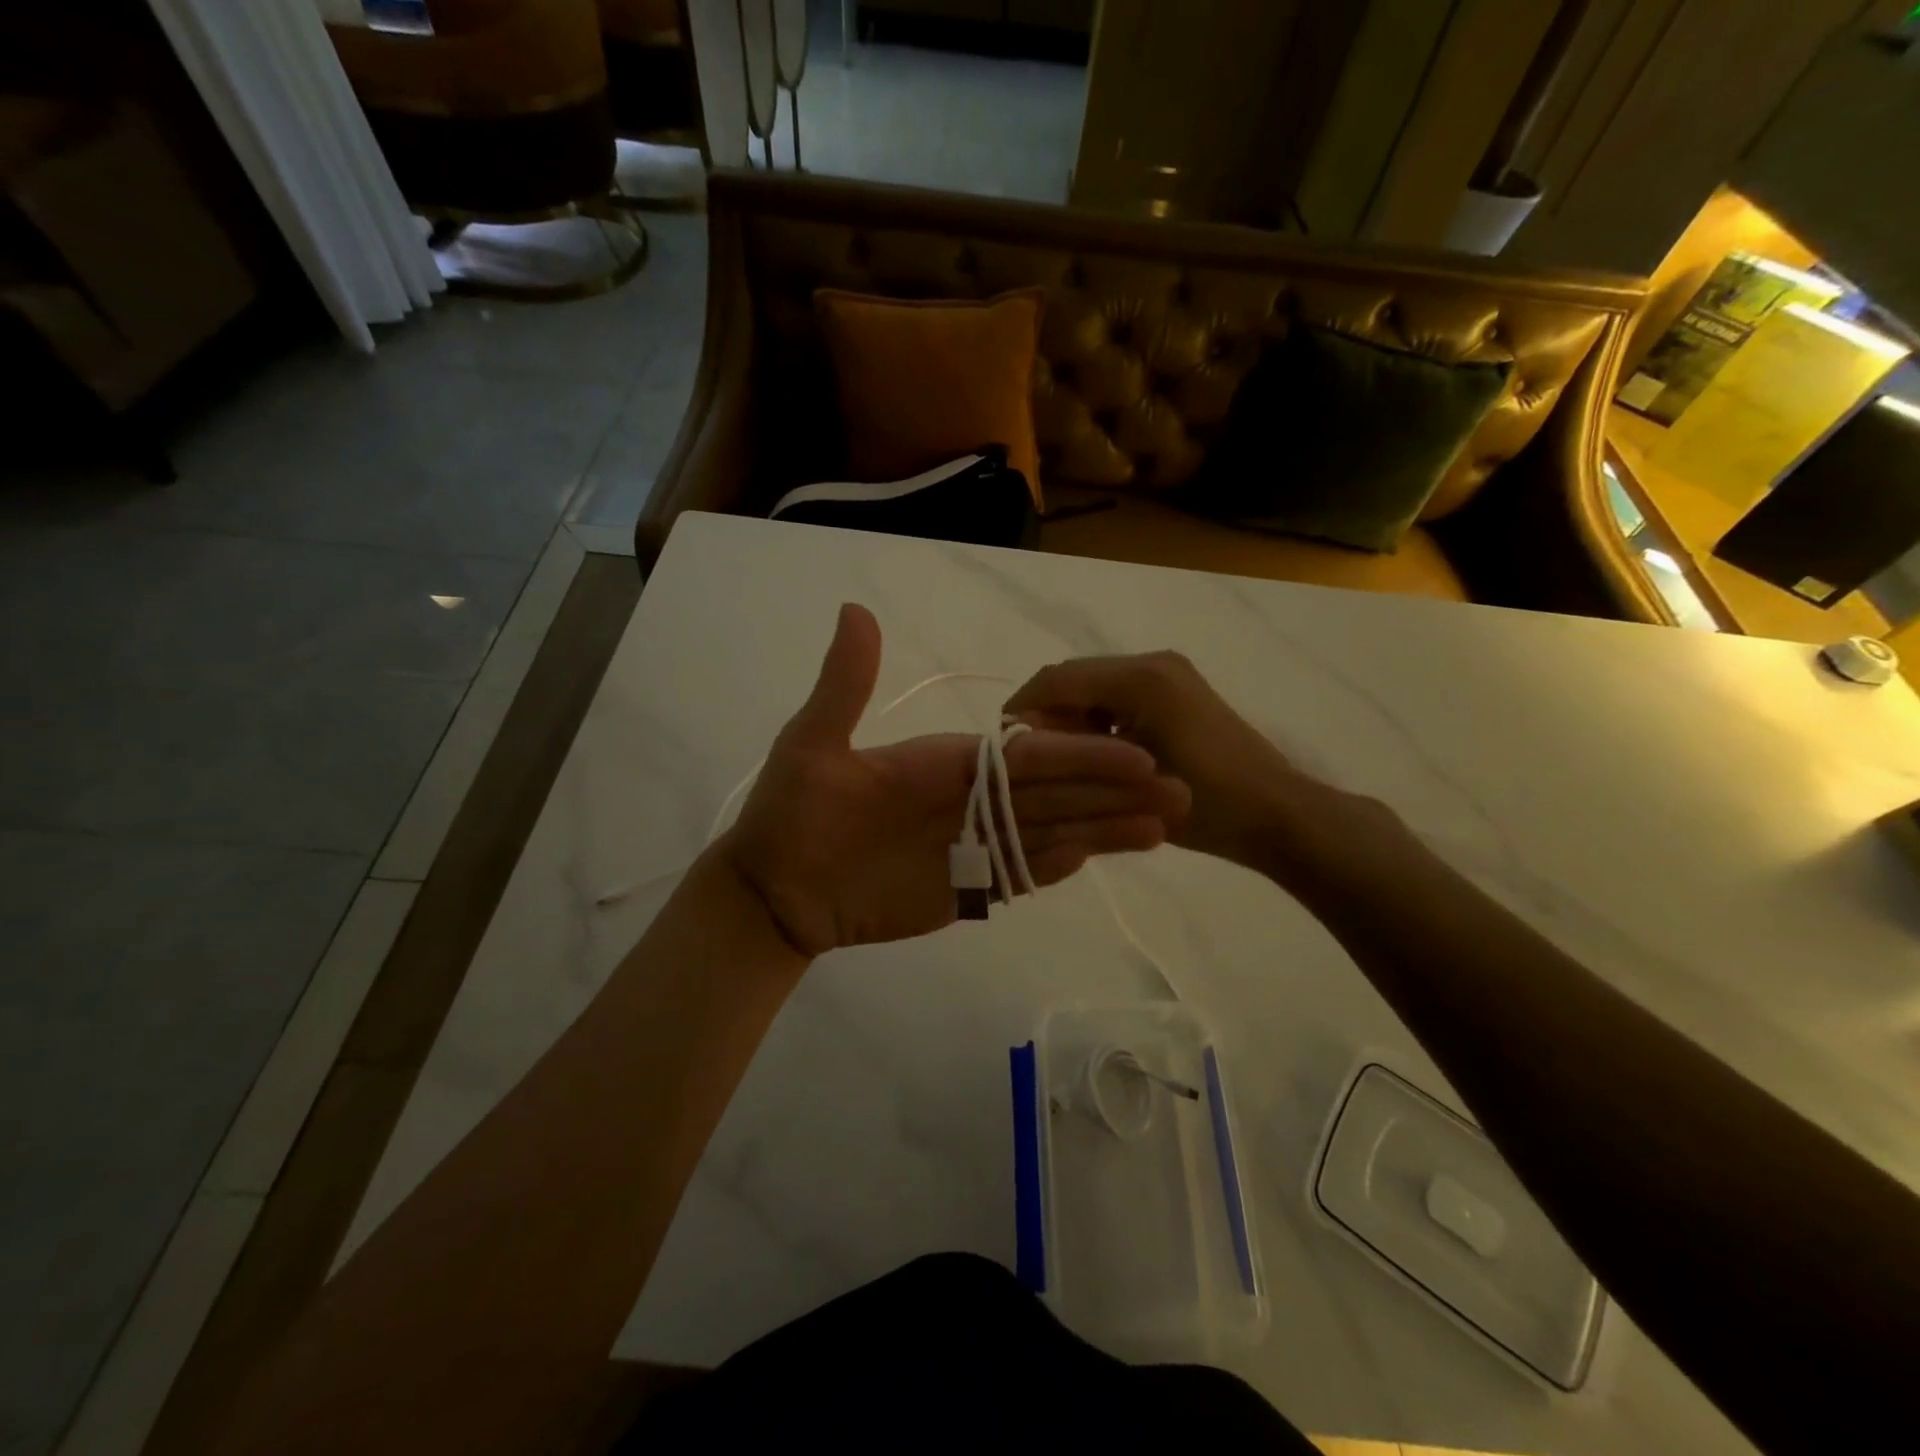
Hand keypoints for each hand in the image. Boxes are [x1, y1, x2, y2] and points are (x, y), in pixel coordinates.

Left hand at [722, 606, 1191, 957]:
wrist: (774, 889)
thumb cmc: (791, 814)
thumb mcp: (812, 743)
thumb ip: (846, 684)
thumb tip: (857, 608)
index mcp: (945, 761)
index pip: (1026, 756)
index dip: (1081, 754)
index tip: (1138, 753)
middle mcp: (968, 800)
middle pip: (1053, 793)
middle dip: (1114, 790)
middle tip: (1181, 790)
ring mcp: (969, 846)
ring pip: (1047, 832)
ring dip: (1103, 829)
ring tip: (1163, 828)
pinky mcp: (963, 890)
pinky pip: (1018, 875)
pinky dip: (1058, 866)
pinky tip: (1100, 856)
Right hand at [1006, 650, 1375, 875]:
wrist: (1278, 815)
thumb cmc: (1208, 805)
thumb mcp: (1127, 784)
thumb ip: (1072, 753)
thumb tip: (1023, 739)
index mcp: (1141, 679)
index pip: (1057, 679)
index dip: (1023, 709)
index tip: (1003, 747)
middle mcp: (1152, 663)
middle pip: (1075, 678)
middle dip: (1047, 715)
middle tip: (1033, 760)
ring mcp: (1168, 674)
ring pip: (1095, 687)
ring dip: (1072, 718)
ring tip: (1063, 762)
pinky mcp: (1177, 689)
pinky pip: (1119, 695)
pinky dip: (1098, 720)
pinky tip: (1098, 756)